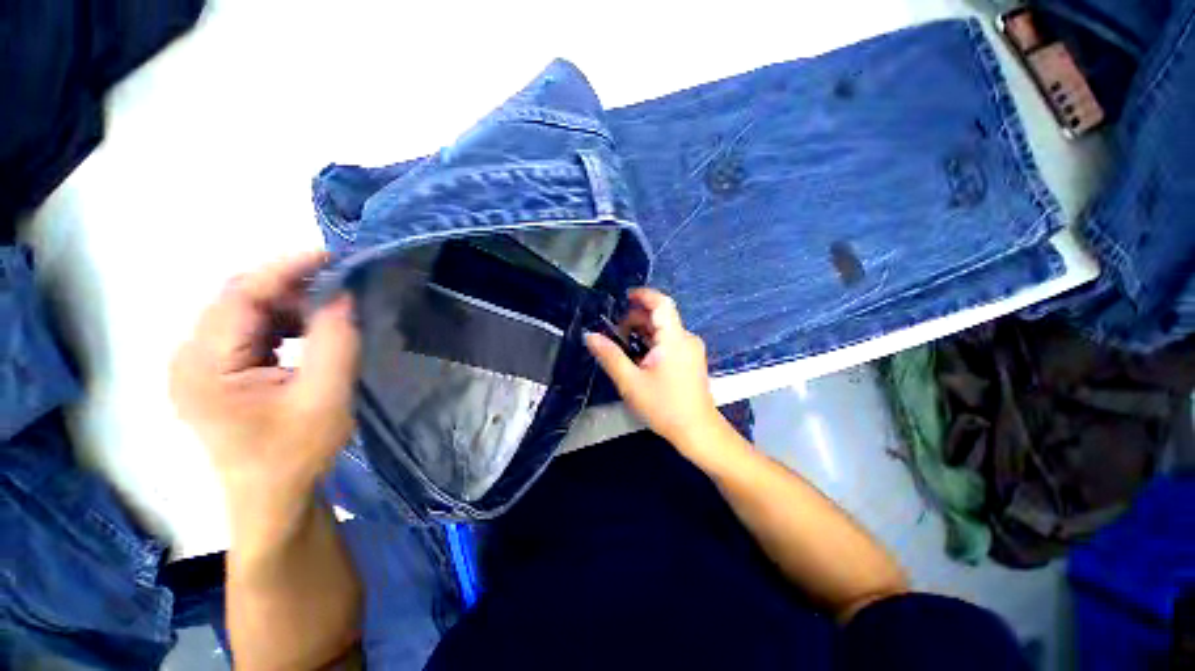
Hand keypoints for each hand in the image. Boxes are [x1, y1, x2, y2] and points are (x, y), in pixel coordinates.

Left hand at [170, 252, 358, 546]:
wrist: (273, 496)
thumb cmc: (296, 453)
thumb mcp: (325, 397)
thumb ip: (335, 342)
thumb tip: (343, 294)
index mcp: (204, 366)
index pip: (240, 296)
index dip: (286, 268)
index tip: (333, 255)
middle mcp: (189, 357)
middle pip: (238, 300)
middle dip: (290, 286)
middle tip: (340, 285)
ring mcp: (198, 364)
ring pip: (244, 311)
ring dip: (288, 304)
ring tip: (329, 313)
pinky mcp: (214, 370)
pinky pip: (248, 329)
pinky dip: (282, 322)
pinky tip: (307, 332)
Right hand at [585, 288, 723, 457]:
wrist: (698, 432)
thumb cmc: (665, 407)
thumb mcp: (631, 382)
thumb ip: (610, 356)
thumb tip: (590, 336)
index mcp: (674, 339)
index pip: (662, 303)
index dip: (643, 295)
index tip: (623, 297)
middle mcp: (686, 338)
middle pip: (660, 317)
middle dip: (636, 320)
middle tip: (615, 334)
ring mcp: (690, 349)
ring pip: (664, 330)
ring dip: (642, 333)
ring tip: (623, 348)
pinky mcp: (690, 359)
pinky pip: (669, 342)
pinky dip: (652, 343)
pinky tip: (639, 358)